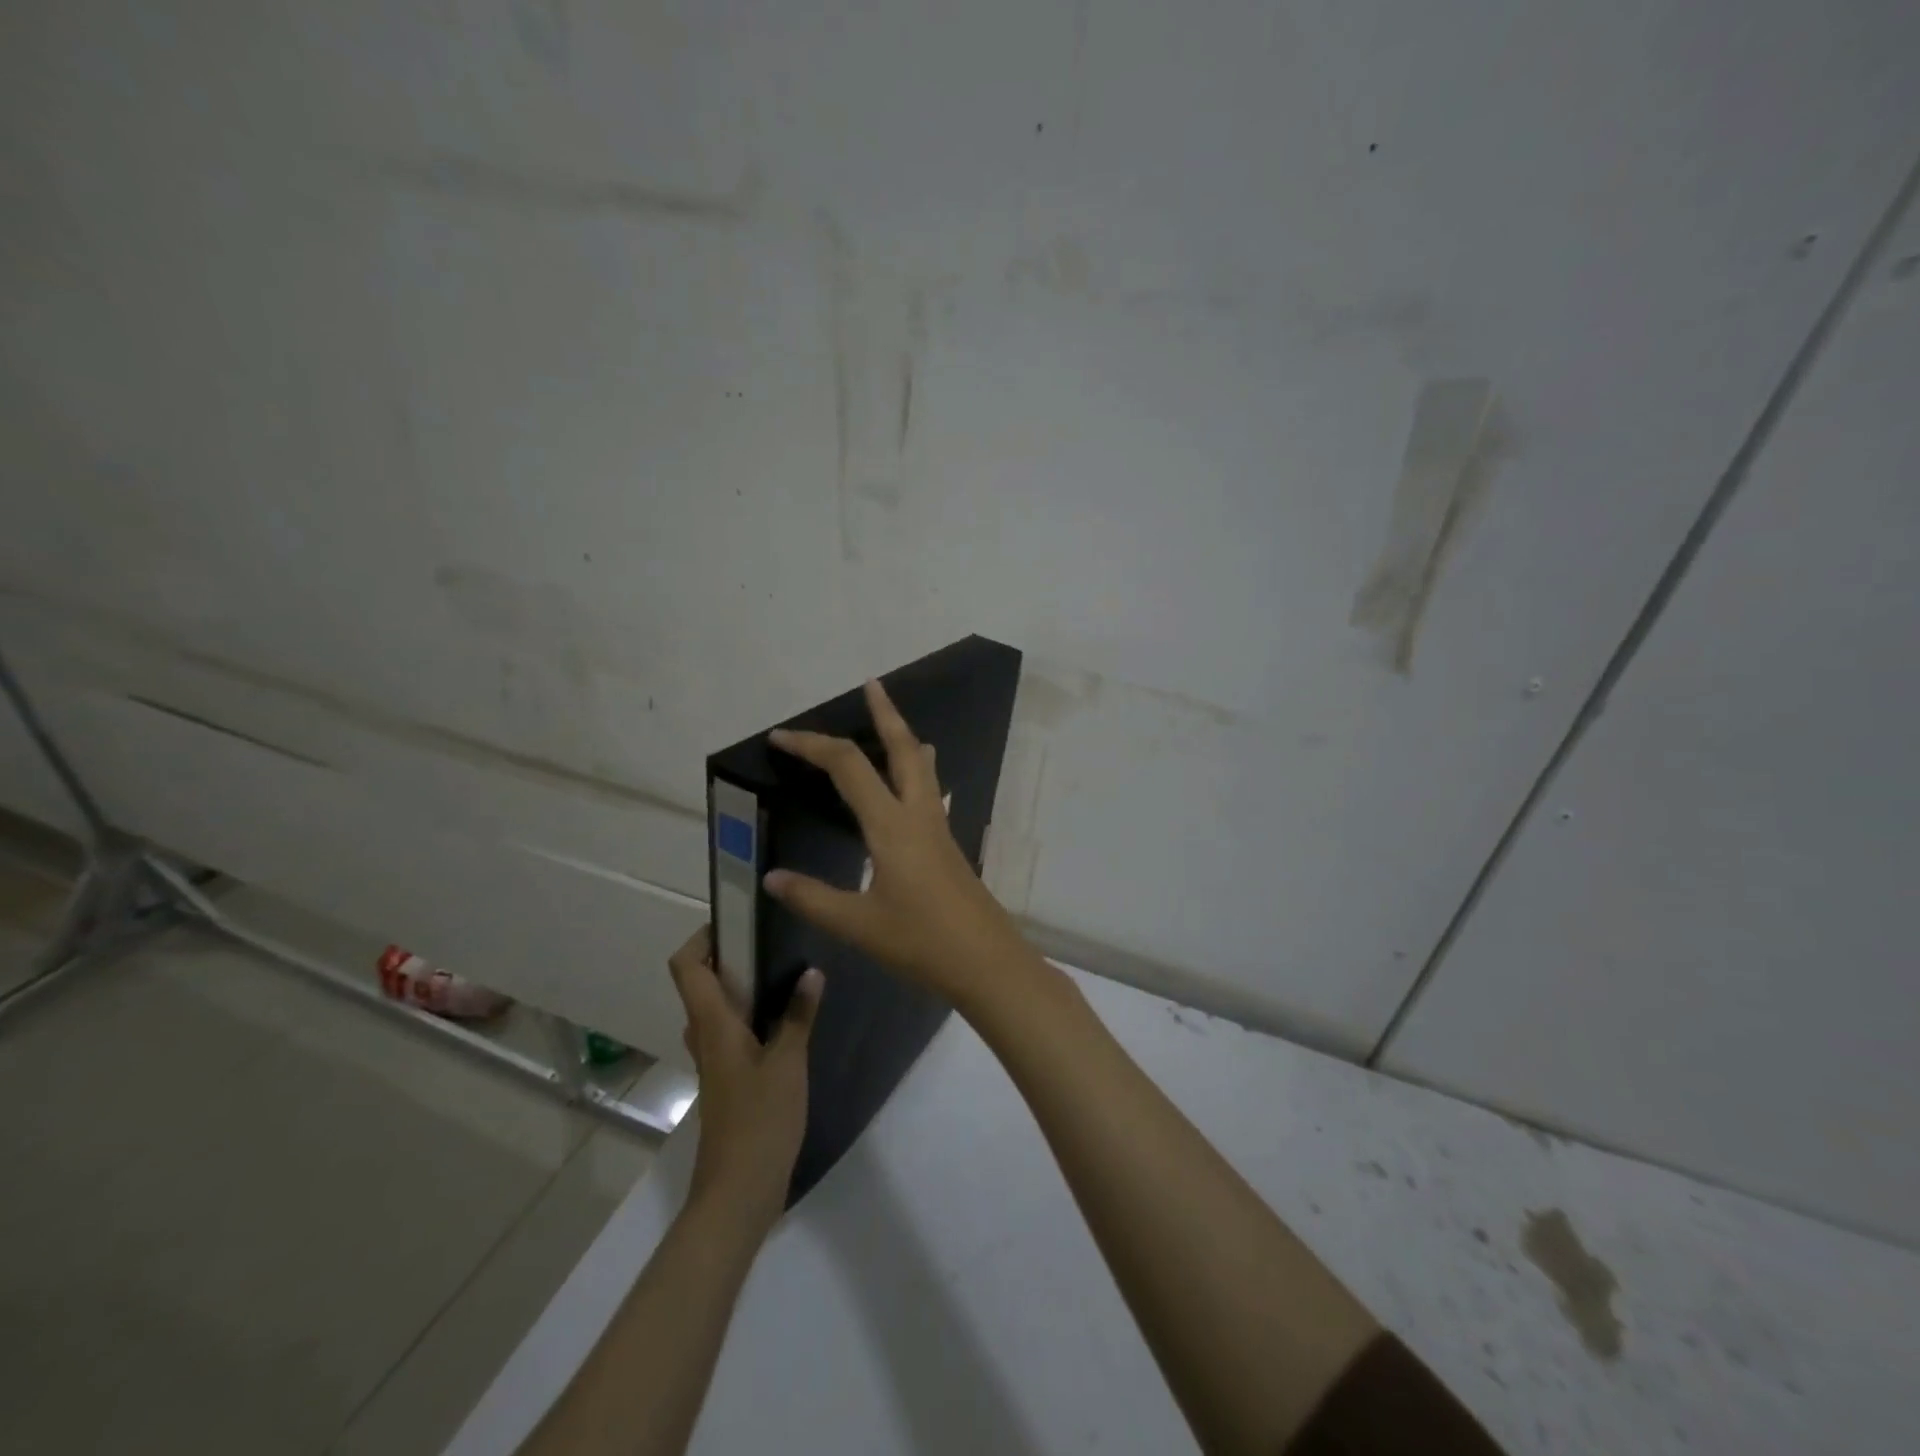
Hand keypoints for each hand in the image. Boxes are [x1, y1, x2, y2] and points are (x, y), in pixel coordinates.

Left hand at [668, 926, 821, 1237]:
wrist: (738, 1192)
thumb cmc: (759, 1121)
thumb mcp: (787, 1063)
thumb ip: (798, 1015)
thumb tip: (811, 972)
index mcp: (712, 1025)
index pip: (686, 967)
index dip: (701, 938)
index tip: (736, 920)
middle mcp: (706, 1037)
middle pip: (701, 983)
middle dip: (730, 956)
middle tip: (772, 939)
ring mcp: (715, 1061)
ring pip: (717, 1009)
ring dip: (741, 986)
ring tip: (785, 970)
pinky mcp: (728, 1079)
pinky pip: (732, 1032)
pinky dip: (751, 1014)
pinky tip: (788, 1018)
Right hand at [762, 678, 1032, 1009]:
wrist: (987, 962)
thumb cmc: (922, 942)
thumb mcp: (859, 925)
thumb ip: (813, 898)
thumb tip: (771, 877)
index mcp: (891, 825)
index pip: (848, 767)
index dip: (812, 745)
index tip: (780, 737)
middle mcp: (919, 814)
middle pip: (903, 748)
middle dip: (885, 713)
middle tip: (871, 685)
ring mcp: (939, 827)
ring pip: (922, 766)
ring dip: (903, 738)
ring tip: (889, 722)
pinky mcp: (947, 844)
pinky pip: (929, 790)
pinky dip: (913, 770)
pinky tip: (906, 787)